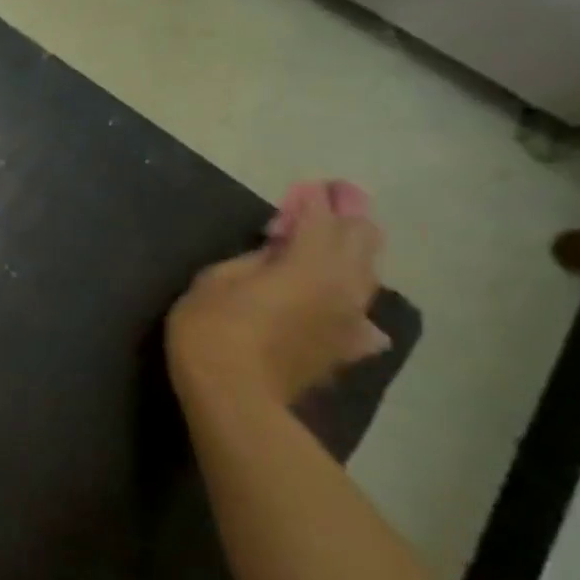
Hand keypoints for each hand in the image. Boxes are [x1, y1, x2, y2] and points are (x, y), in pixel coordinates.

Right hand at [167, 190, 388, 412]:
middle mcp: (342, 286)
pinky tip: (356, 314)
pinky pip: (362, 321)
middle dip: (350, 215)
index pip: (320, 219)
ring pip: (367, 276)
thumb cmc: (211, 329)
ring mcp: (348, 320)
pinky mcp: (342, 349)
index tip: (308, 185)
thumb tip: (277, 251)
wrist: (233, 395)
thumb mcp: (215, 280)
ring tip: (345, 240)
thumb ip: (253, 259)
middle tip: (341, 196)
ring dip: (356, 253)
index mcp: (309, 262)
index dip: (313, 200)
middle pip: (361, 241)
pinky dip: (356, 308)